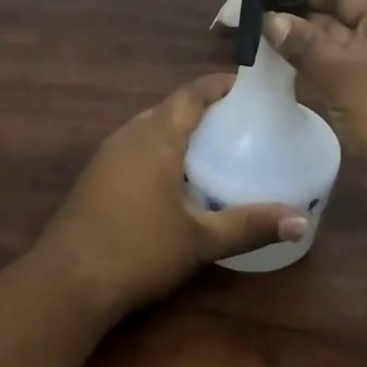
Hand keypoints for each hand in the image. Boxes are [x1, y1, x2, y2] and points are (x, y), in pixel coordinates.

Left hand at [36, 74, 306, 316]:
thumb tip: (300, 221)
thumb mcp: (200, 240)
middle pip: (170, 108)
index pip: (191, 93)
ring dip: (179, 131)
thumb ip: (250, 226)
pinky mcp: (95, 177)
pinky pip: (135, 149)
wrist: (67, 282)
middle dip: (204, 109)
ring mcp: (107, 155)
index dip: (220, 84)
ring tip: (214, 148)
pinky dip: (160, 151)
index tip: (249, 87)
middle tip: (240, 123)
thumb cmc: (138, 250)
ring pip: (150, 128)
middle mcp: (129, 135)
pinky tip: (175, 180)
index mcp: (156, 136)